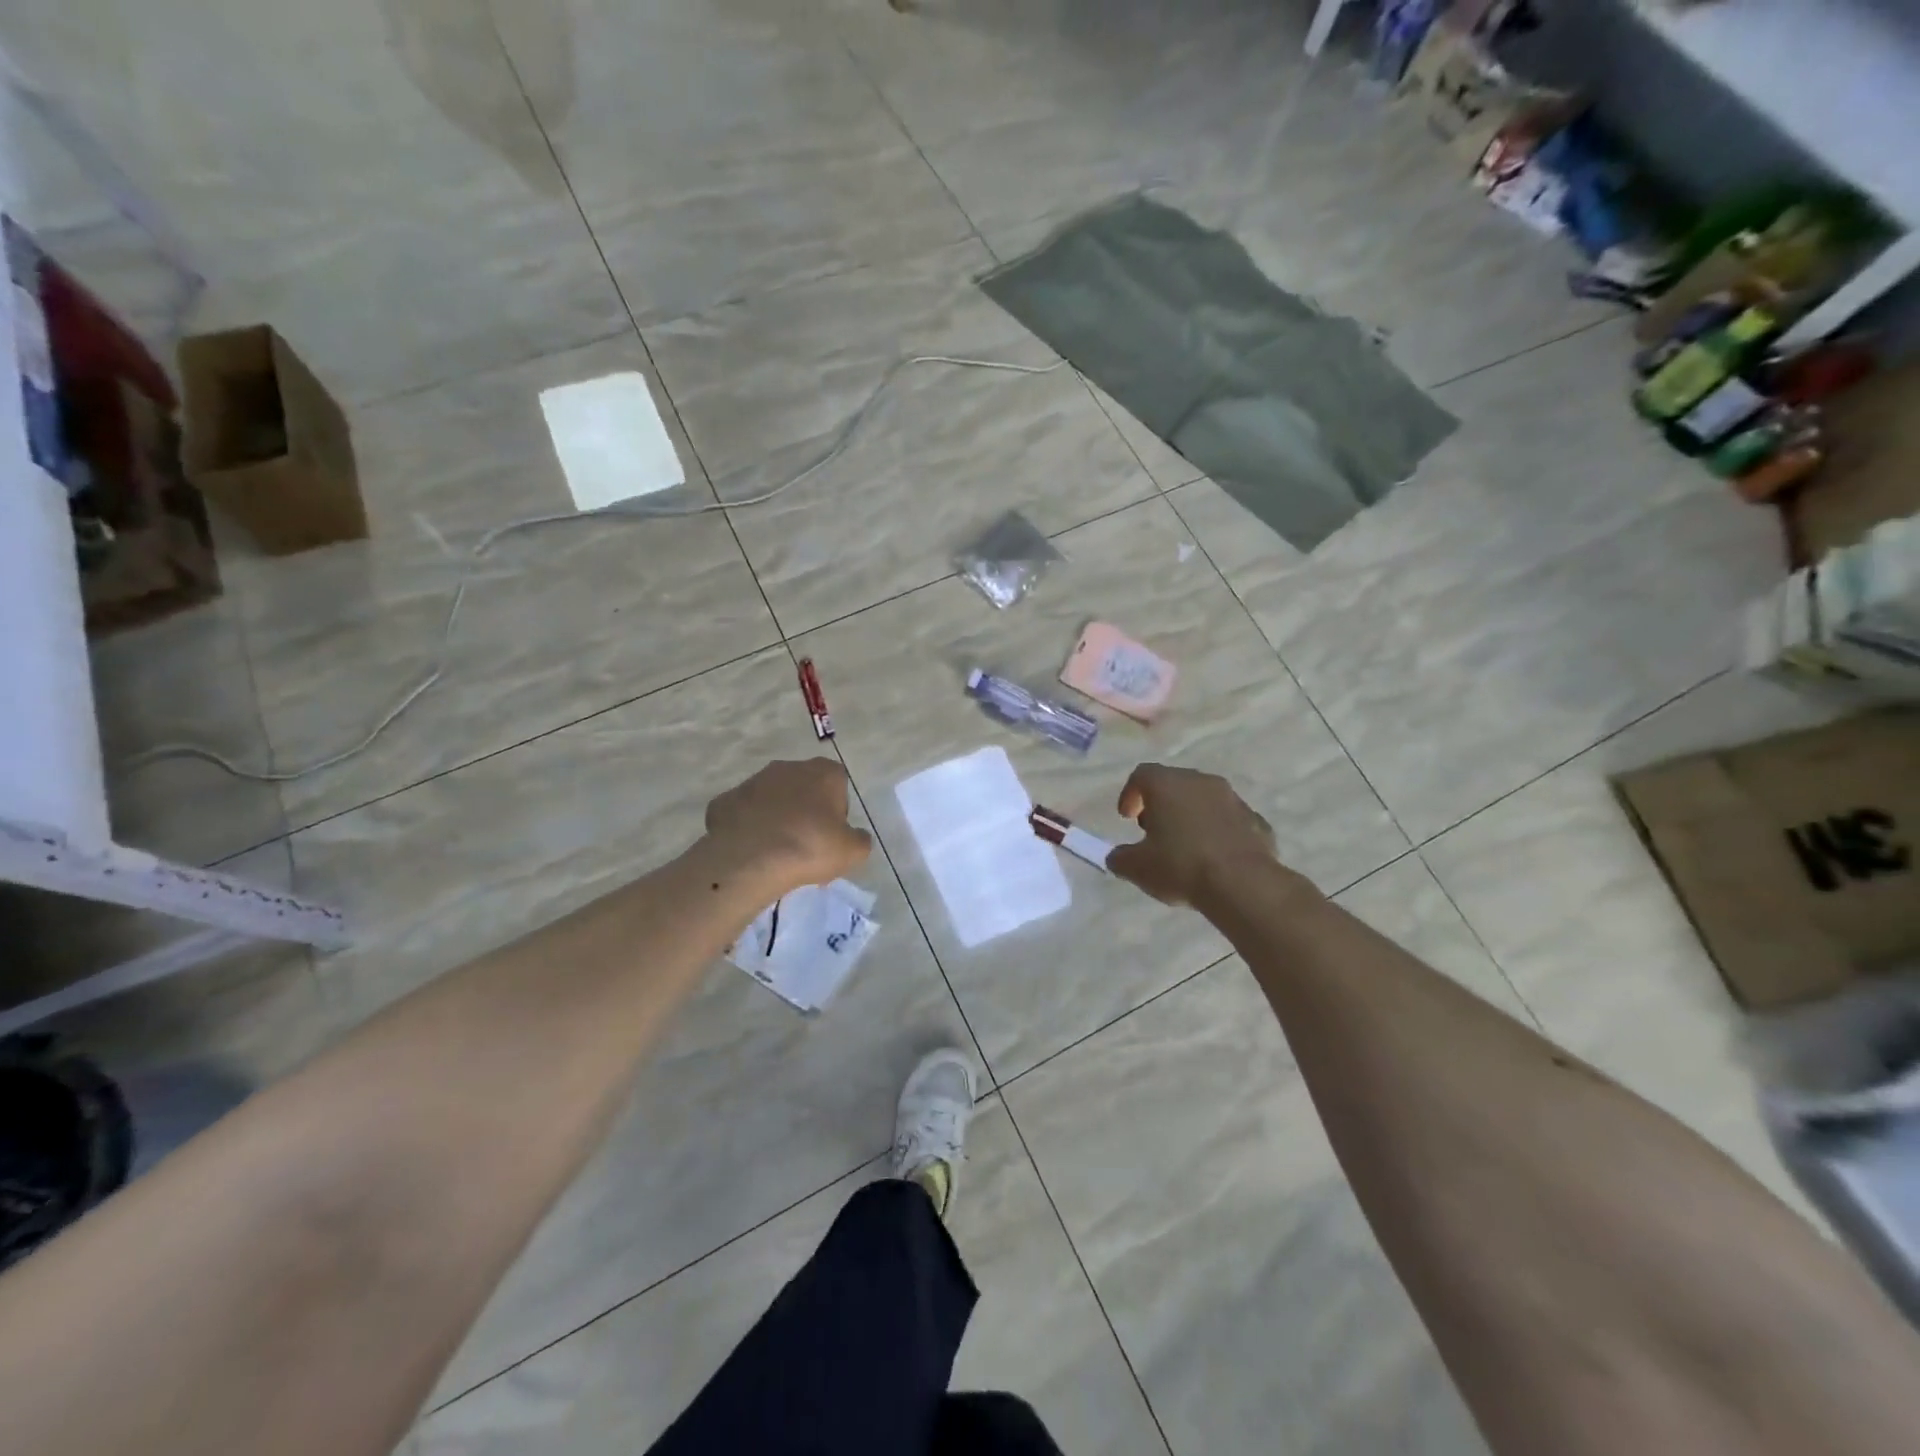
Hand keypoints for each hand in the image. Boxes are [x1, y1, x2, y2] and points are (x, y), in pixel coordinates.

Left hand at [704, 759, 872, 890]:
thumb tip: (854, 836)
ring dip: (777, 817)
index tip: (831, 834)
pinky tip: (752, 850)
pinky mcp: (725, 799)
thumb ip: (859, 839)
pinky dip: (749, 827)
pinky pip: (744, 813)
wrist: (749, 859)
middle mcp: (788, 767)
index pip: (838, 783)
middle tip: (806, 843)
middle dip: (806, 810)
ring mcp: (753, 781)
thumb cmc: (810, 847)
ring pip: (772, 798)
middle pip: (804, 787)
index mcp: (823, 772)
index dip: (836, 809)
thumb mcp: (853, 851)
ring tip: (777, 851)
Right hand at [1107, 763, 1292, 908]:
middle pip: (1174, 783)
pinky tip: (1214, 856)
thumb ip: (1121, 858)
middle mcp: (1201, 782)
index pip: (1142, 775)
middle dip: (1161, 804)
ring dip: (1191, 816)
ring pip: (1204, 799)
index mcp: (1167, 784)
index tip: (1126, 818)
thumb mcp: (1137, 868)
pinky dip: (1218, 831)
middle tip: (1153, 830)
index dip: (1130, 794)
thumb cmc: (1180, 866)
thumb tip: (1117, 857)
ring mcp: (1233, 799)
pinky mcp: (1256, 820)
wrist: (1243, 884)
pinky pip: (1229, 820)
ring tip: (1185, 845)